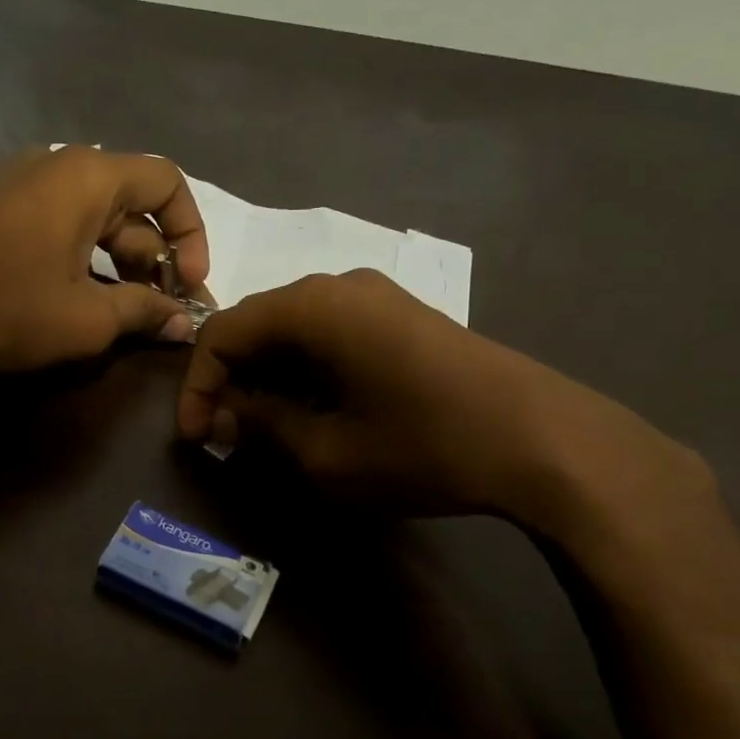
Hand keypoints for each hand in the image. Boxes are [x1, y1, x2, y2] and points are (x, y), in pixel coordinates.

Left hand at [0, 145, 210, 372]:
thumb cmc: (9, 308)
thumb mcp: (88, 318)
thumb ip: (145, 312)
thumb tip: (183, 324)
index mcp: (90, 176)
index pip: (167, 182)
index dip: (191, 233)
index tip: (189, 283)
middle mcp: (60, 167)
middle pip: (134, 203)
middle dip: (159, 259)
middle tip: (168, 311)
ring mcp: (26, 186)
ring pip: (98, 219)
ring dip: (125, 264)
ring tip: (135, 314)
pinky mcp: (3, 212)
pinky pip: (65, 226)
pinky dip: (89, 259)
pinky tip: (92, 301)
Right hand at [176, 269, 711, 540]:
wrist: (543, 440)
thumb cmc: (421, 446)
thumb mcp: (325, 453)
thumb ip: (262, 426)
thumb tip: (229, 415)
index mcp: (310, 307)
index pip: (223, 332)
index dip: (198, 385)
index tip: (197, 437)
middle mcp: (338, 285)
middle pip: (258, 325)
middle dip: (233, 381)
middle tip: (226, 436)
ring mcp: (377, 297)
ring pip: (296, 330)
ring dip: (270, 377)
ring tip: (267, 430)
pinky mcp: (404, 318)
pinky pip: (333, 334)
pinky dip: (307, 370)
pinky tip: (315, 410)